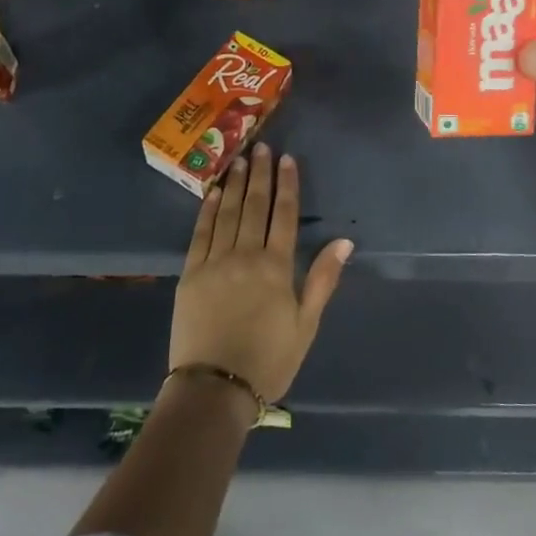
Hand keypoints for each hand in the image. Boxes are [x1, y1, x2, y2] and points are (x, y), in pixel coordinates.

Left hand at [171, 144, 352, 404]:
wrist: (215, 389)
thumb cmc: (269, 359)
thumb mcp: (306, 324)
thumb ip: (323, 279)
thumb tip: (345, 241)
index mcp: (276, 267)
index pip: (284, 215)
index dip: (287, 185)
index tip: (288, 159)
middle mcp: (245, 255)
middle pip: (255, 206)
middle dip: (260, 174)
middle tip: (262, 147)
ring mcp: (214, 262)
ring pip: (227, 213)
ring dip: (234, 184)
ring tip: (239, 159)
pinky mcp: (190, 274)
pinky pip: (200, 233)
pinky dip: (207, 210)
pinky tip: (213, 192)